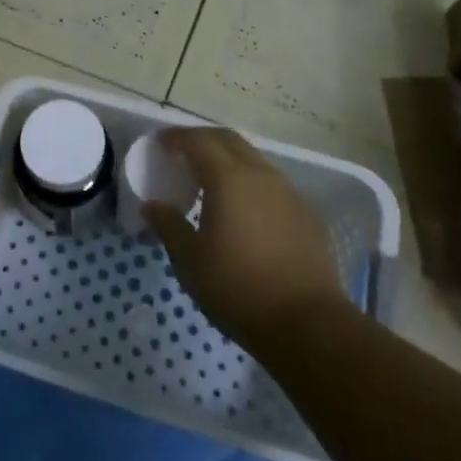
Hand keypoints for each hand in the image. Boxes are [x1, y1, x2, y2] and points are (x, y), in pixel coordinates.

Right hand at [146, 128, 345, 357]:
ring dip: (228, 159)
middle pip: (228, 140)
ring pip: (253, 159)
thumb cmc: (239, 289)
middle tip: (182, 153)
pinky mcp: (306, 213)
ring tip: (210, 180)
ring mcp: (289, 192)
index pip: (198, 141)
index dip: (176, 137)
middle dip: (202, 139)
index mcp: (229, 178)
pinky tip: (243, 208)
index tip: (159, 142)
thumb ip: (169, 226)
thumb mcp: (190, 261)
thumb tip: (151, 206)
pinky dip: (250, 181)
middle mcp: (261, 174)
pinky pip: (271, 183)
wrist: (308, 324)